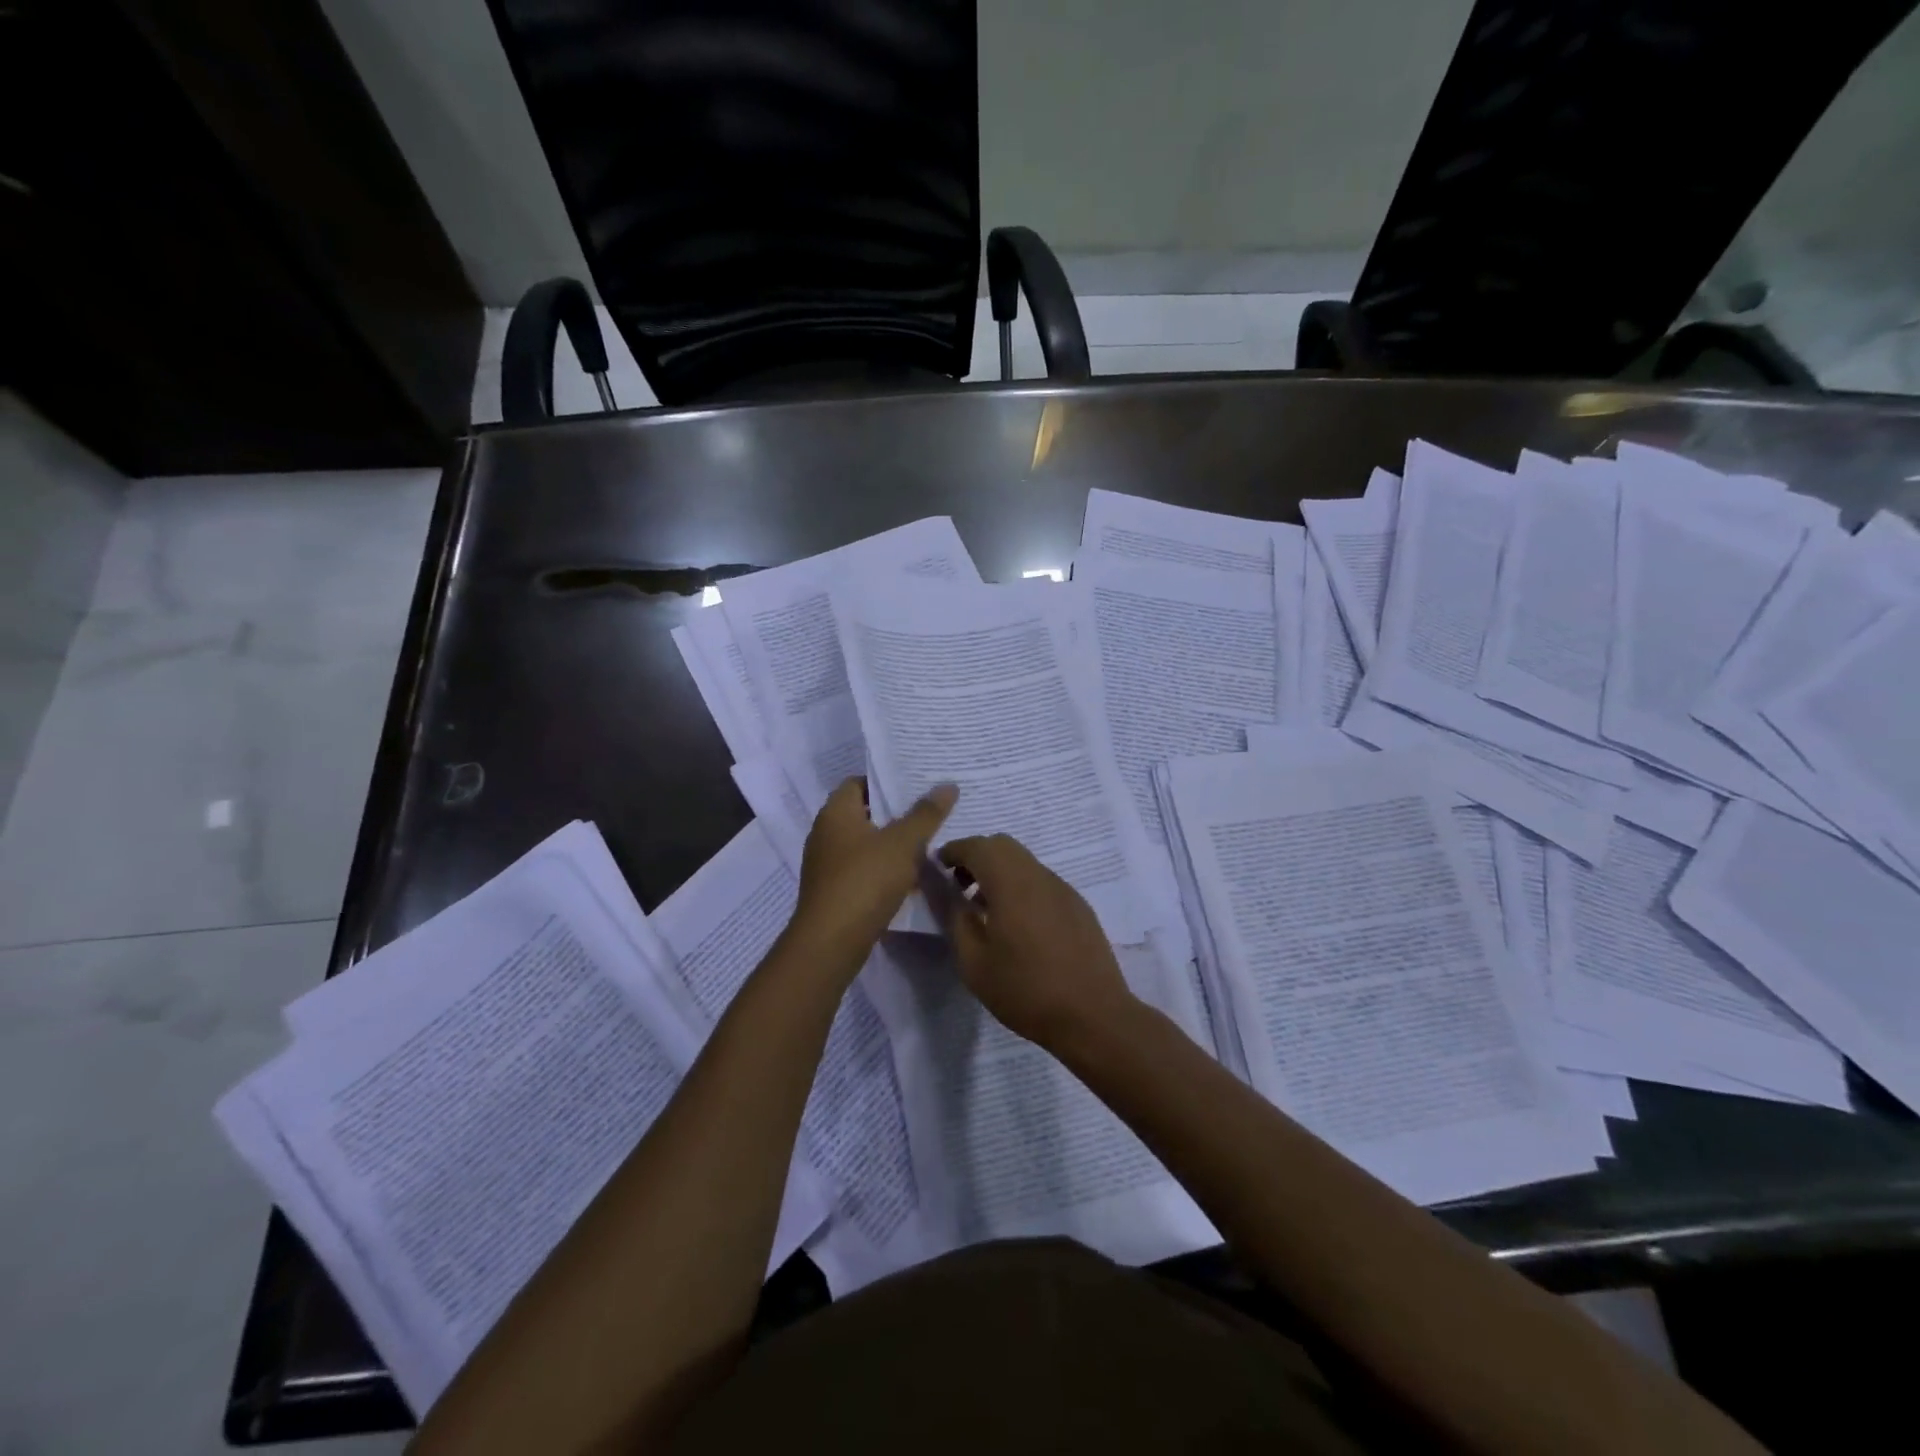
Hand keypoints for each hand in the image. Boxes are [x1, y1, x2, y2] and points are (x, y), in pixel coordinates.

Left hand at [790, 778, 957, 964]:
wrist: (832, 942)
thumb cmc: (865, 880)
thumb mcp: (903, 843)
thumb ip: (926, 814)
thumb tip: (948, 785)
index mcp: (835, 812)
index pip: (858, 782)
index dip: (885, 780)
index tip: (916, 783)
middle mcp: (825, 833)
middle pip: (863, 813)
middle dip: (894, 813)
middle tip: (929, 810)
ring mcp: (826, 864)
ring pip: (864, 843)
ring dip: (891, 843)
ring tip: (927, 841)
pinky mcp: (833, 890)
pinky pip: (862, 869)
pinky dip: (883, 868)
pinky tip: (910, 875)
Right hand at [937, 834, 1138, 1049]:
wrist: (1093, 1016)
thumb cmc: (1026, 990)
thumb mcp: (974, 962)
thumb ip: (955, 917)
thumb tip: (943, 889)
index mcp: (1012, 883)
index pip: (978, 846)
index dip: (953, 851)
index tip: (937, 868)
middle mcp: (1039, 876)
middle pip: (1003, 846)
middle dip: (976, 857)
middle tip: (959, 887)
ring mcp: (1063, 889)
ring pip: (1024, 862)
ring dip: (999, 872)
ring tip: (984, 910)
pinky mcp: (1078, 906)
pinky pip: (1042, 881)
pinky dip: (1021, 887)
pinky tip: (1018, 925)